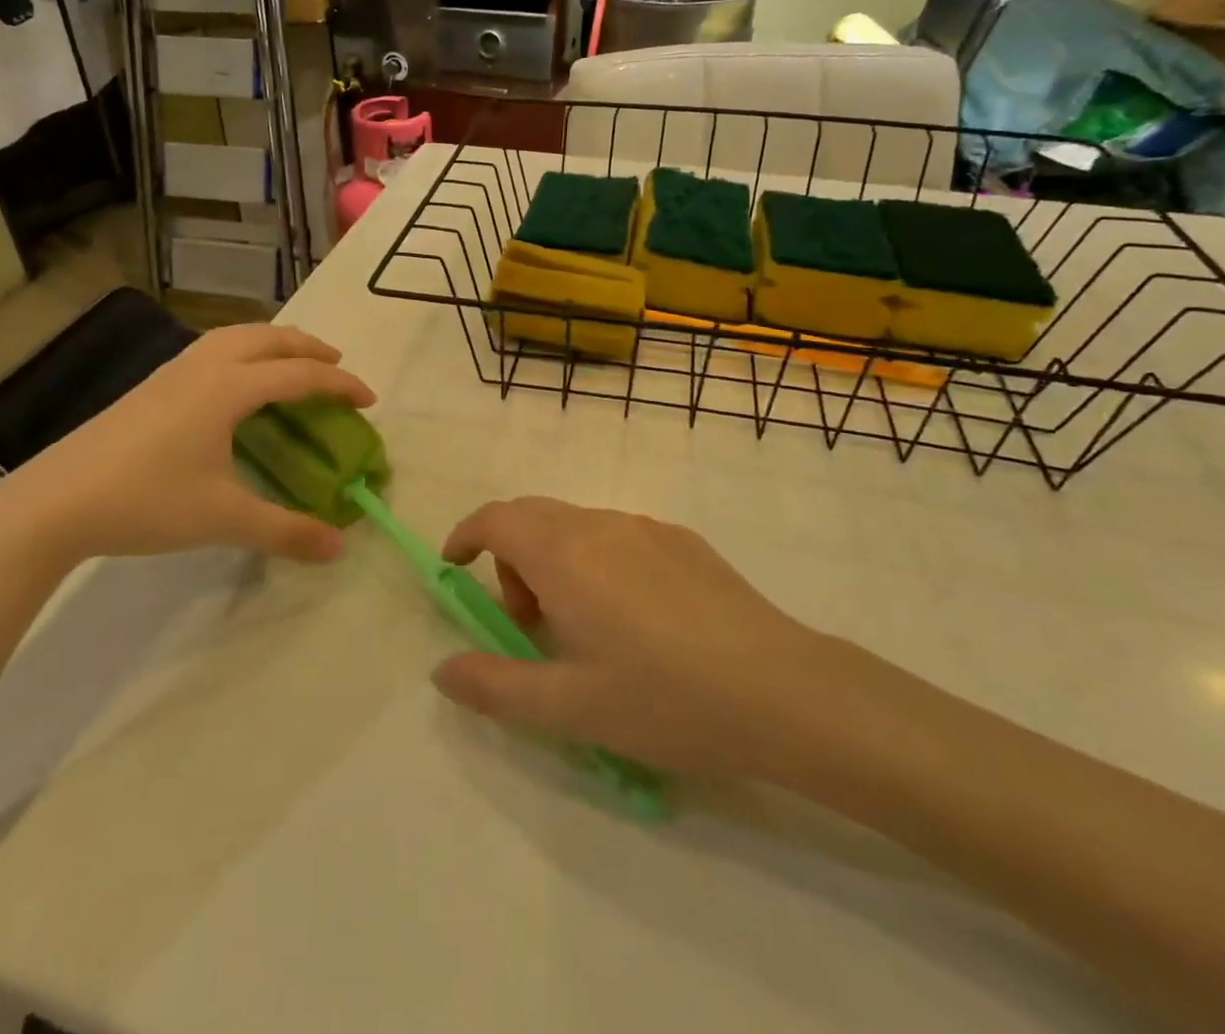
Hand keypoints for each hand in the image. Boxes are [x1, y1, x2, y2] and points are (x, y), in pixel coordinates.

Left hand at [0, 324, 374, 568]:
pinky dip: (241, 351)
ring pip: (234, 336)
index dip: (340, 383)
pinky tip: (234, 382)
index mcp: (229, 388)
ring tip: (290, 362)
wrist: (55, 503)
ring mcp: (172, 372)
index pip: (299, 374)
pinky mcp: (150, 385)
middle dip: (308, 346)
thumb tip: (340, 547)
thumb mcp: (224, 519)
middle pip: (268, 338)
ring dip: (272, 342)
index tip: (368, 400)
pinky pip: (211, 349)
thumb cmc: (147, 501)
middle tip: (336, 365)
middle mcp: (204, 367)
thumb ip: (286, 530)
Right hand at [432, 497, 830, 778]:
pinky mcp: (682, 540)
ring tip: (580, 626)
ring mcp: (646, 526)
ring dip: (553, 559)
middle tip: (525, 621)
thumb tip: (441, 670)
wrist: (782, 690)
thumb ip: (494, 686)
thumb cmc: (665, 699)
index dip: (466, 535)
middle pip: (531, 516)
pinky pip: (616, 534)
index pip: (496, 518)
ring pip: (575, 524)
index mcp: (564, 554)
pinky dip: (595, 559)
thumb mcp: (568, 708)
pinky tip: (632, 618)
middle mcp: (599, 524)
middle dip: (509, 557)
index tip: (455, 568)